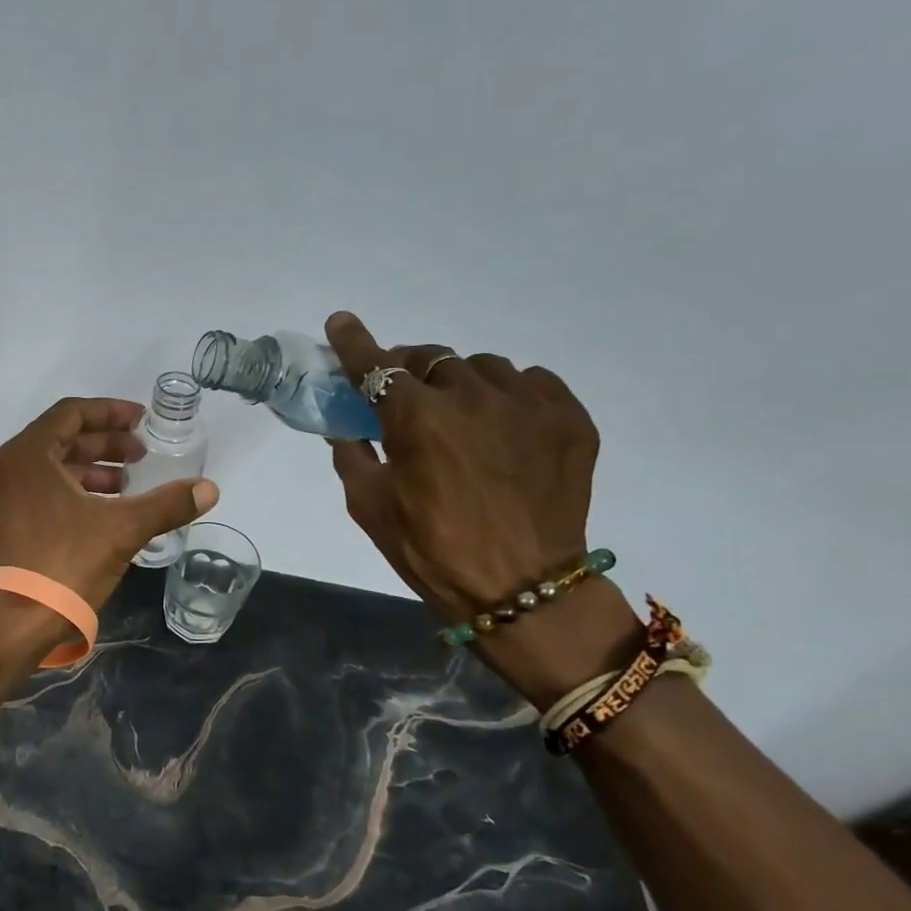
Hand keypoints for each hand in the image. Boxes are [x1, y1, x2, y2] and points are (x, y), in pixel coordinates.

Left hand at [0, 398, 218, 609]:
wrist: (13, 624)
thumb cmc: (64, 564)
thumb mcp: (122, 530)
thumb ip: (166, 504)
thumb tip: (210, 489)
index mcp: (27, 455)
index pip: (72, 413)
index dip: (111, 413)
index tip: (143, 422)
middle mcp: (4, 468)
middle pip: (60, 440)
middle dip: (104, 446)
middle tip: (141, 457)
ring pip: (47, 470)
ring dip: (88, 472)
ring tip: (126, 487)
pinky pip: (35, 494)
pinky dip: (67, 493)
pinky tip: (98, 513)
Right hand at [322, 314, 639, 703]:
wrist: (524, 589)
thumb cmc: (432, 550)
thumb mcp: (371, 508)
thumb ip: (352, 456)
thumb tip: (346, 427)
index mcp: (416, 418)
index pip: (376, 365)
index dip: (354, 342)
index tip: (342, 322)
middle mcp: (471, 395)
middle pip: (432, 358)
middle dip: (410, 370)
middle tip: (404, 395)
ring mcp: (526, 403)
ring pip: (483, 368)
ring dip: (461, 383)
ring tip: (461, 416)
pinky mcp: (568, 418)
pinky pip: (532, 382)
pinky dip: (510, 395)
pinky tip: (505, 425)